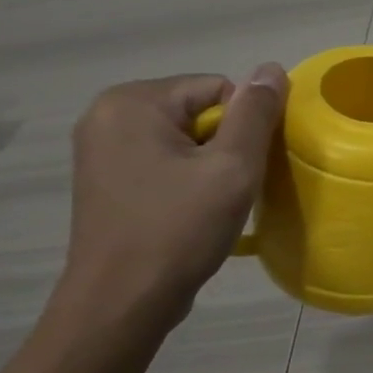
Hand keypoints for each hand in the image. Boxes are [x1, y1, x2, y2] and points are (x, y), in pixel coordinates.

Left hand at [55, 66, 289, 330]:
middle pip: (200, 110)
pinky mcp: (105, 178)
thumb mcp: (232, 168)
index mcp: (132, 102)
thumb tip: (272, 68)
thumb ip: (255, 113)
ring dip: (208, 164)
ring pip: (185, 137)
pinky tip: (188, 211)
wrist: (121, 305)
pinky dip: (186, 178)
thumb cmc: (178, 230)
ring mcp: (101, 148)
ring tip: (210, 202)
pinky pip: (164, 159)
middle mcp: (107, 115)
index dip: (243, 127)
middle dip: (224, 145)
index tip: (240, 169)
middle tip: (227, 188)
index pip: (219, 88)